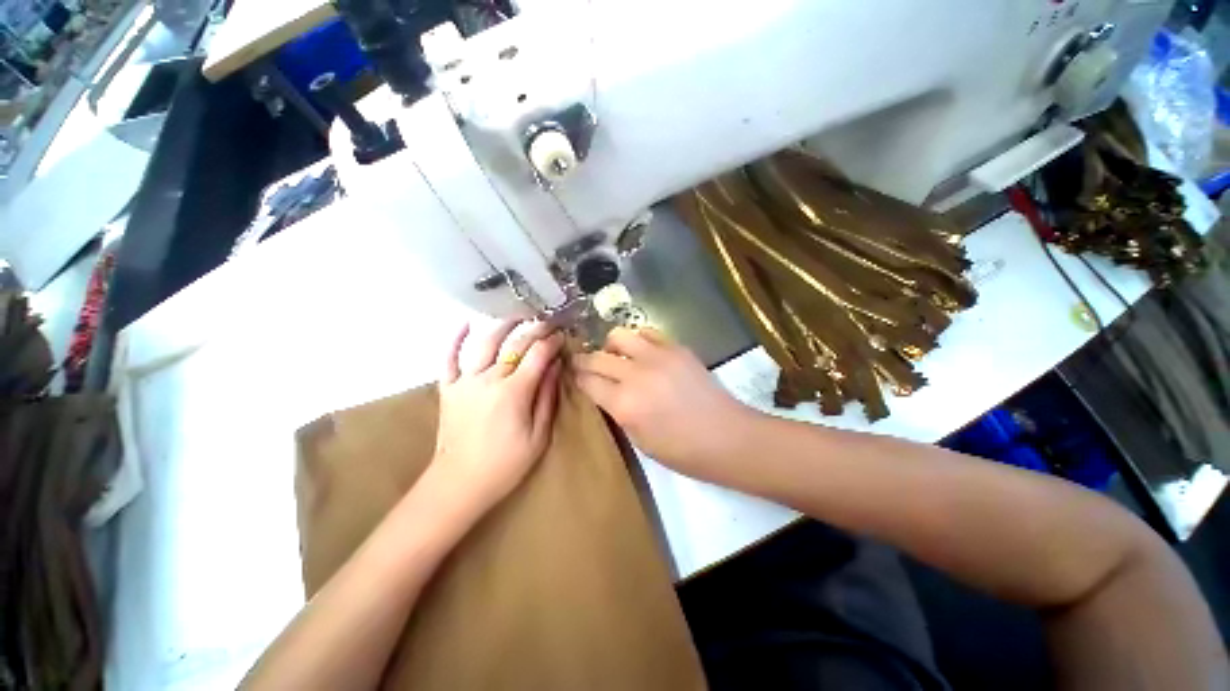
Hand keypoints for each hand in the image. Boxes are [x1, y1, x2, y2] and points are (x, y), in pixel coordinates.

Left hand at [432, 320, 563, 510]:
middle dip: (535, 330)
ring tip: (517, 318)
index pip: (538, 355)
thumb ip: (547, 397)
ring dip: (503, 326)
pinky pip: (449, 358)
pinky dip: (456, 340)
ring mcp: (465, 381)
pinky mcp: (448, 389)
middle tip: (547, 324)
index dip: (552, 342)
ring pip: (485, 343)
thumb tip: (555, 366)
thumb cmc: (506, 464)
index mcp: (514, 392)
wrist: (459, 483)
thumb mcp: (539, 435)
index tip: (562, 336)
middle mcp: (489, 379)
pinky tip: (466, 324)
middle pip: (515, 345)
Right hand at [573, 327, 754, 475]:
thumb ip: (618, 412)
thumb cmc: (682, 451)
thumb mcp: (639, 440)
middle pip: (596, 358)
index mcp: (624, 405)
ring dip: (610, 345)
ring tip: (614, 355)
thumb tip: (606, 393)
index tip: (573, 376)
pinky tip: (640, 351)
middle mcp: (635, 375)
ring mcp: (657, 357)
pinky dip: (637, 339)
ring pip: (619, 335)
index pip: (587, 382)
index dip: (577, 378)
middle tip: (582, 363)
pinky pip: (647, 333)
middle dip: (583, 360)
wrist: (727, 436)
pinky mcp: (676, 348)